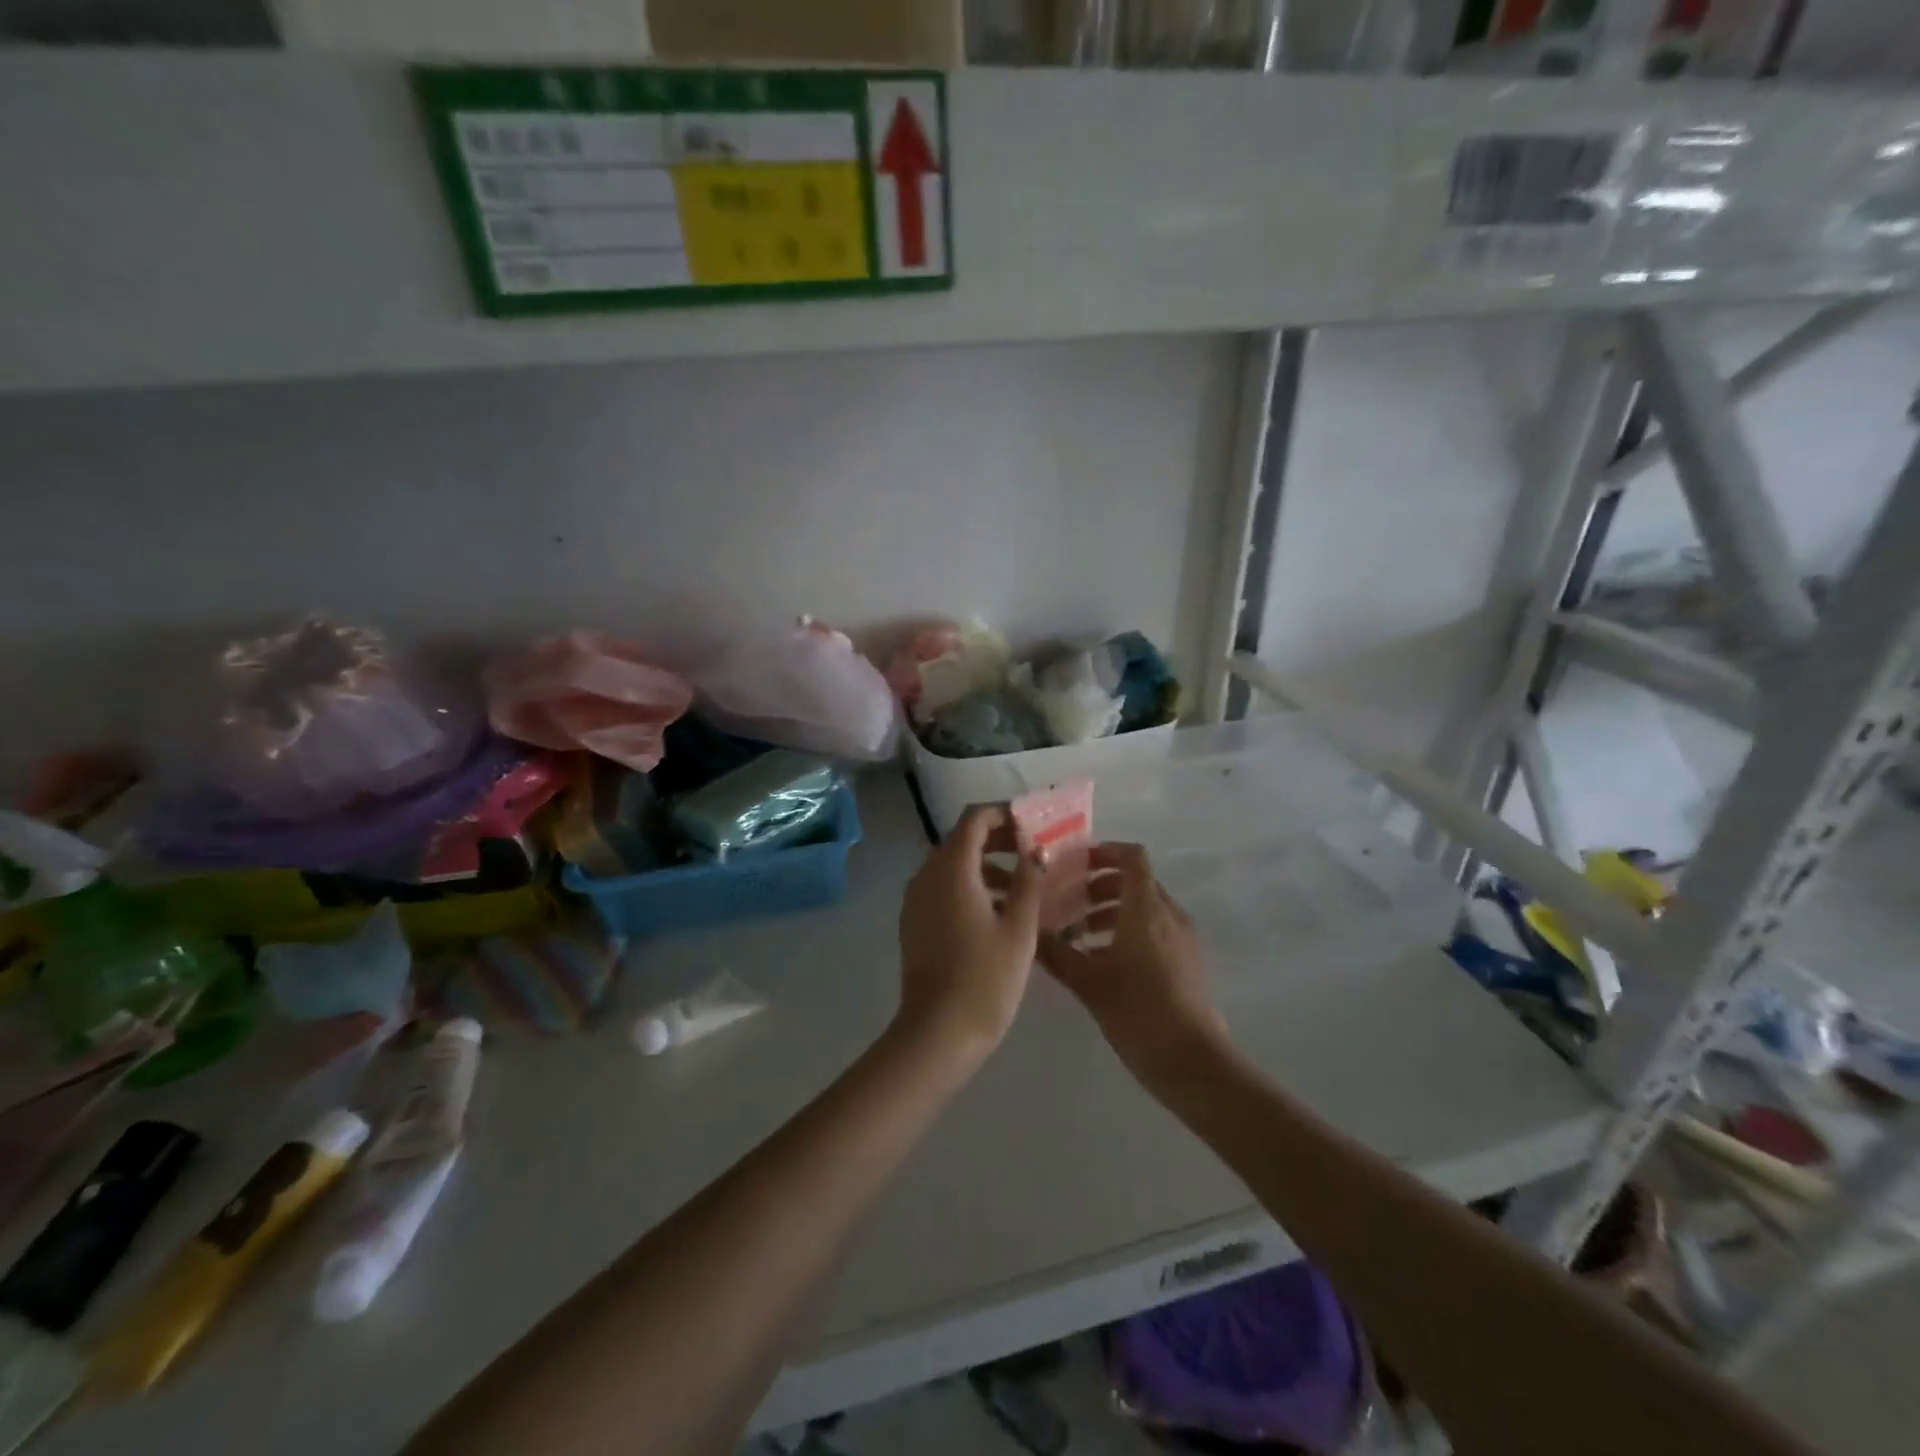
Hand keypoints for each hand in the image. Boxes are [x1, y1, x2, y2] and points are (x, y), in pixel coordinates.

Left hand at [896, 805, 1042, 1060]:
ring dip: (987, 865)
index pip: (974, 818)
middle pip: (962, 839)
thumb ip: (1029, 880)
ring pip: (953, 866)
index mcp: (951, 868)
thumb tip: (1036, 849)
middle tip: (1035, 852)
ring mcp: (916, 899)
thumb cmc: (986, 977)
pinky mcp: (915, 922)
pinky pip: (943, 889)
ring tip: (1025, 886)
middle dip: (999, 839)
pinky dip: (970, 887)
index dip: (1004, 814)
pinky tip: (999, 912)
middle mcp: (926, 874)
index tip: (1034, 824)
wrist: (938, 1032)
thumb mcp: (1019, 927)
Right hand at [1038, 842, 1227, 1080]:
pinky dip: (1128, 931)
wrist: (1191, 1060)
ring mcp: (1181, 938)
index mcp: (1146, 908)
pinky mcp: (1186, 961)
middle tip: (1067, 902)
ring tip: (1078, 935)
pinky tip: (1102, 961)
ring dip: (1111, 911)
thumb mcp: (1087, 982)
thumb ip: (1055, 953)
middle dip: (1100, 886)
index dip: (1105, 851)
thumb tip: (1027, 932)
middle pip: (1135, 882)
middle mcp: (1168, 914)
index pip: (1132, 857)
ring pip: (1144, 908)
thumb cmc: (1137, 1010)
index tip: (1075, 862)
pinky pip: (1155, 930)